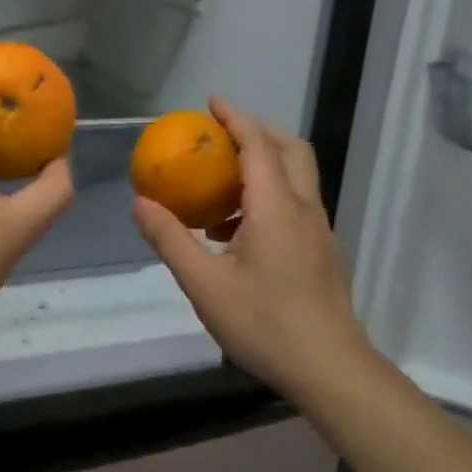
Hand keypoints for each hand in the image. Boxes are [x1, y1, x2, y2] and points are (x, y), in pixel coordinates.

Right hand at [131, 97, 375, 398]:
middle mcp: (304, 209)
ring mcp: (319, 231)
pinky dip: (270, 194)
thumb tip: (140, 204)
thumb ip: (171, 239)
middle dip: (258, 131)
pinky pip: (296, 204)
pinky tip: (238, 231)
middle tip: (222, 133)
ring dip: (265, 164)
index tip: (212, 102)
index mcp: (277, 208)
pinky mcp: (323, 252)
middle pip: (290, 150)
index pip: (258, 145)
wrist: (330, 370)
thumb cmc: (265, 323)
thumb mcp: (205, 284)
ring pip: (298, 177)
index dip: (235, 118)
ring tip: (222, 182)